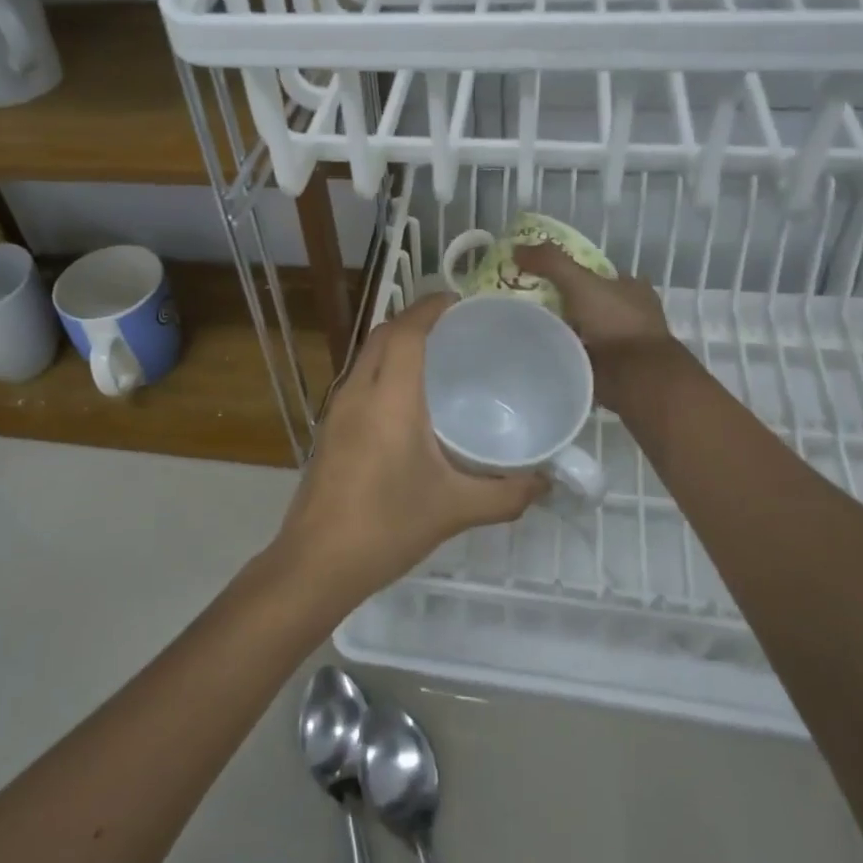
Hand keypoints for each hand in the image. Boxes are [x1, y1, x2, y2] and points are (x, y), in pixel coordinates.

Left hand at [273, 294, 544, 603]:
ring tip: (435, 356)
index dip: (430, 308)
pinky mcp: (330, 430)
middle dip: (414, 320)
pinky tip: (407, 399)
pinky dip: (383, 368)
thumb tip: (546, 483)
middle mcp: (358, 393)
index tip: (459, 300)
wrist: (316, 562)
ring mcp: (338, 411)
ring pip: (366, 356)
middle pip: (383, 335)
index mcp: (389, 399)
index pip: (406, 332)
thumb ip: (506, 494)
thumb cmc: (387, 527)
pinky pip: (359, 379)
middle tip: (454, 327)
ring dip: (396, 343)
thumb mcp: (454, 510)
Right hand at [513, 243, 681, 409]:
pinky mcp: (610, 367)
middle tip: (524, 301)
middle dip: (560, 302)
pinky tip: (539, 349)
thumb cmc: (615, 322)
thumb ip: (550, 262)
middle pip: (586, 300)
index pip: (595, 272)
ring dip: (561, 329)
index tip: (538, 275)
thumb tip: (515, 249)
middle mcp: (628, 312)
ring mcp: (620, 342)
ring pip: (582, 328)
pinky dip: (563, 351)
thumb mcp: (579, 282)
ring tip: (525, 327)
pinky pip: (579, 353)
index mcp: (630, 287)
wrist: (635, 377)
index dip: (568, 270)